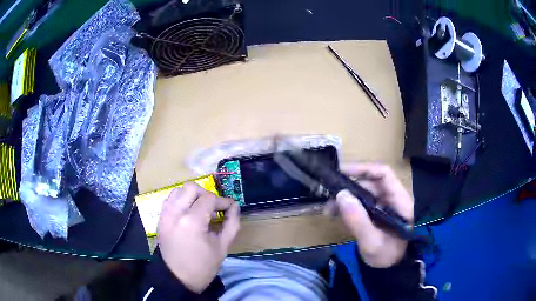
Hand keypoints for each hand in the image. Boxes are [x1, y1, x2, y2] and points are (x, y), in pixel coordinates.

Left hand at [157, 183, 239, 292]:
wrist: (177, 278)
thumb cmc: (203, 266)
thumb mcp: (222, 246)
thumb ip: (232, 223)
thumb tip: (235, 206)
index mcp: (192, 221)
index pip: (209, 198)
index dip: (223, 201)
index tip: (230, 208)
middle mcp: (175, 212)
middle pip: (191, 187)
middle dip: (206, 194)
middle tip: (213, 208)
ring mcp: (165, 214)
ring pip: (178, 190)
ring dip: (192, 196)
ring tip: (200, 211)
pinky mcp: (160, 218)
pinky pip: (170, 200)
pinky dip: (181, 201)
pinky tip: (188, 214)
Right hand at [334, 163, 413, 267]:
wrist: (391, 267)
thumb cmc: (387, 256)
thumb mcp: (372, 243)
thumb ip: (359, 221)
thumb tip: (341, 195)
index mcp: (400, 201)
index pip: (384, 174)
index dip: (364, 169)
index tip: (341, 172)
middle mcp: (393, 198)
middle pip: (370, 183)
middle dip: (348, 188)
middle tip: (329, 200)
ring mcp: (384, 205)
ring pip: (363, 192)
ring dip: (345, 198)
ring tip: (329, 210)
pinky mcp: (376, 212)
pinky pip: (361, 203)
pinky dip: (347, 206)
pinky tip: (336, 214)